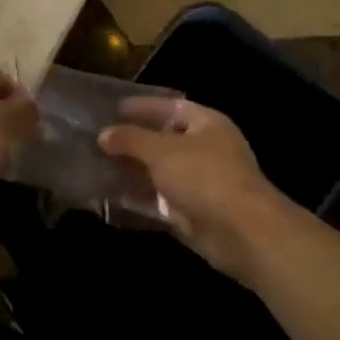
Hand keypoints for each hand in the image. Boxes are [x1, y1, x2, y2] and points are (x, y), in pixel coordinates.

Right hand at [99, 99, 299, 284]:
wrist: (242, 233)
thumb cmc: (203, 177)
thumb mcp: (160, 150)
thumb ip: (130, 139)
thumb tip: (103, 135)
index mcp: (206, 124)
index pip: (170, 106)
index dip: (142, 106)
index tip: (111, 109)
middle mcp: (206, 149)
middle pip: (163, 140)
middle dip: (132, 142)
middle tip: (98, 141)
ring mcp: (201, 183)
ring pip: (159, 173)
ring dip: (132, 172)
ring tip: (97, 168)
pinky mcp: (193, 212)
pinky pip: (160, 201)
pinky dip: (139, 200)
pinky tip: (111, 198)